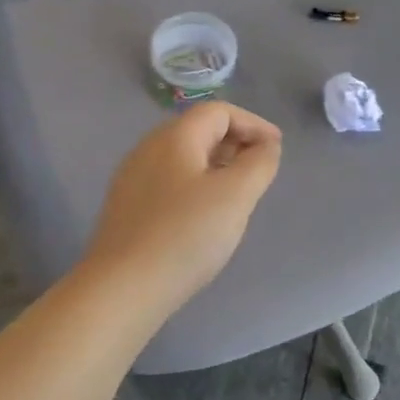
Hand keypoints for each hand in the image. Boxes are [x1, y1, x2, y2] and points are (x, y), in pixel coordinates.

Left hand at [84, 101, 282, 314]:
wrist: (122, 288)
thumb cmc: (185, 235)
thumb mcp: (236, 196)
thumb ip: (258, 163)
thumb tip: (266, 146)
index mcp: (175, 137)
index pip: (219, 111)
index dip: (253, 124)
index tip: (276, 149)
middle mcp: (149, 149)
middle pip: (199, 131)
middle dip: (236, 144)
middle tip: (260, 172)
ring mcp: (133, 179)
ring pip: (184, 159)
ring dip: (217, 167)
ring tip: (238, 195)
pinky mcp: (128, 208)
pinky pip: (171, 182)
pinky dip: (197, 187)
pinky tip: (205, 217)